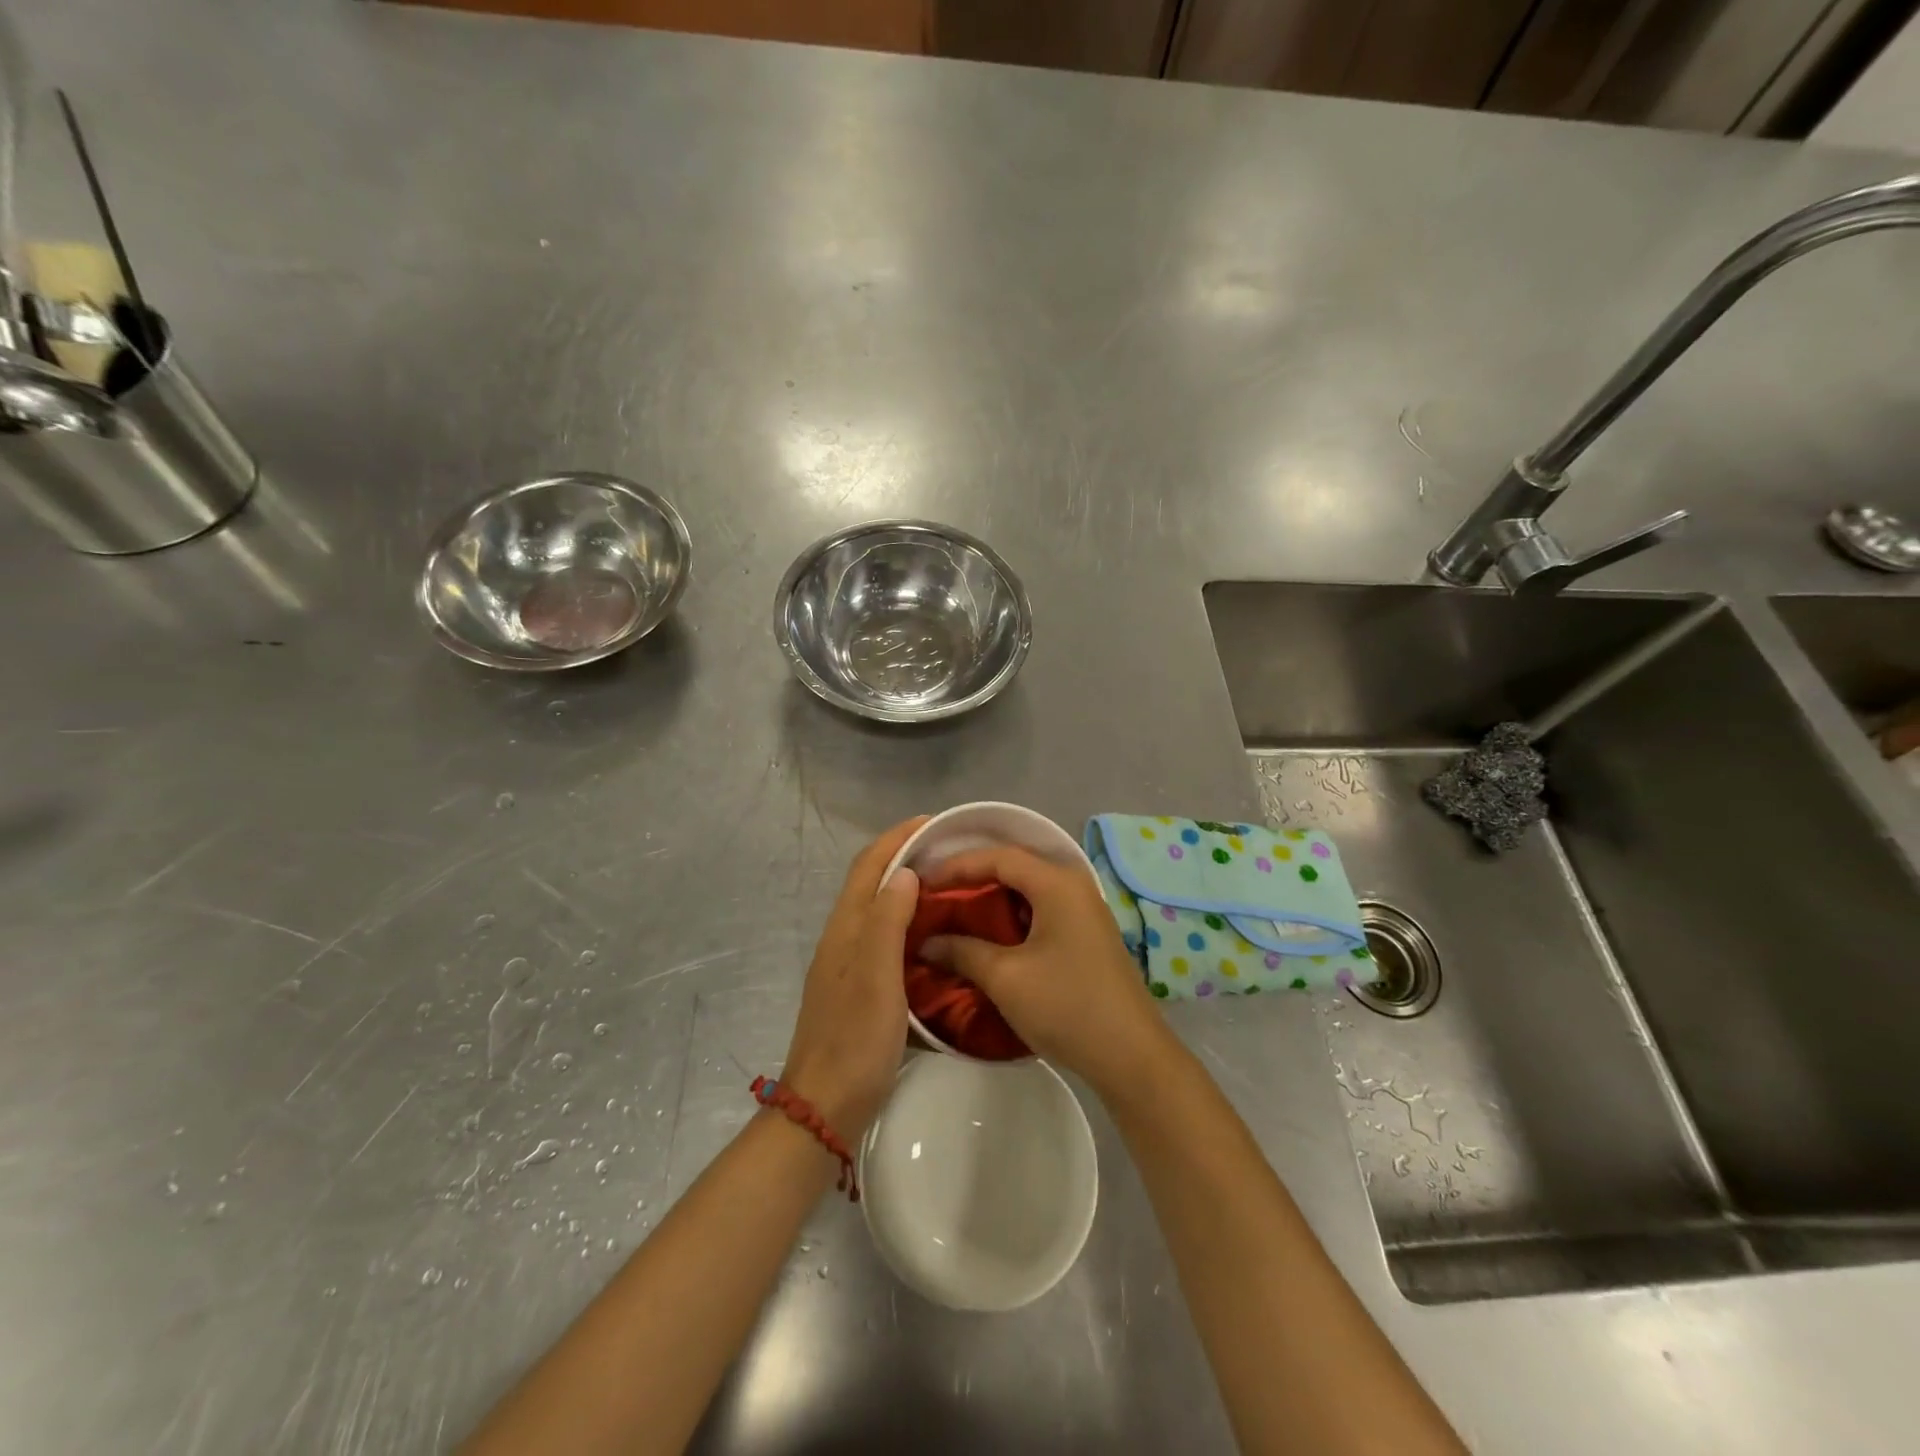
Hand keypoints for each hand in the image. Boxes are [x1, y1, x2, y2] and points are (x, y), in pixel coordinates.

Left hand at [781, 817, 926, 1140]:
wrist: (825, 1107)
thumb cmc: (855, 1040)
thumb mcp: (877, 977)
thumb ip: (888, 921)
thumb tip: (905, 872)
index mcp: (846, 929)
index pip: (868, 866)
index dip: (897, 838)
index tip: (934, 822)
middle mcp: (843, 939)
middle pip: (871, 882)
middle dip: (904, 856)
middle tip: (950, 852)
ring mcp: (848, 965)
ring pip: (878, 910)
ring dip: (907, 888)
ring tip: (949, 885)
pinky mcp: (858, 988)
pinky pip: (885, 937)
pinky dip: (908, 921)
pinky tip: (934, 935)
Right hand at [922, 845, 1170, 1099]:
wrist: (1131, 1056)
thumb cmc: (1067, 1006)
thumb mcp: (1005, 978)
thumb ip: (962, 951)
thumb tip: (926, 942)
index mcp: (1057, 883)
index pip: (998, 856)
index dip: (957, 865)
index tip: (922, 881)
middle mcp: (1073, 885)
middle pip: (1014, 867)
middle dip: (972, 879)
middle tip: (935, 894)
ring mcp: (1084, 910)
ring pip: (1027, 890)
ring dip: (991, 899)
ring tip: (953, 914)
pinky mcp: (1086, 934)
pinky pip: (1040, 910)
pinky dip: (1010, 917)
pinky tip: (988, 937)